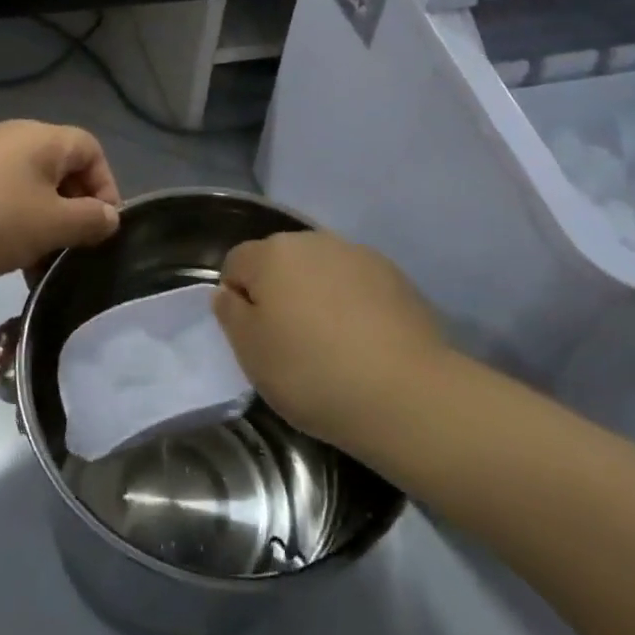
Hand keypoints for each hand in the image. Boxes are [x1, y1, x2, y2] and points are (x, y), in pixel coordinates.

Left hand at [0, 121, 120, 287]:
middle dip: (76, 209)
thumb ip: (90, 220)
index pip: (91, 150)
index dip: (106, 186)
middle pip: (64, 168)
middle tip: (75, 248)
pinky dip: (20, 223)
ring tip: (43, 263)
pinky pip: (8, 196)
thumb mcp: (52, 225)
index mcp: (42, 138)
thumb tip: (110, 217)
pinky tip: (13, 258)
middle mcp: (16, 138)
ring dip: (48, 223)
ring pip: (36, 188)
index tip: (103, 228)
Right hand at [216, 232, 444, 453]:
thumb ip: (230, 315)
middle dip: (278, 292)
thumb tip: (229, 292)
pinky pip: (356, 284)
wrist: (406, 393)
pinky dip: (352, 303)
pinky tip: (364, 341)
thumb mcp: (252, 354)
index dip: (237, 298)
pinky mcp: (394, 275)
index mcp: (272, 254)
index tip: (252, 337)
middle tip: (288, 342)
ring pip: (321, 270)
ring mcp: (358, 254)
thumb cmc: (312, 373)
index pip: (236, 263)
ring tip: (330, 343)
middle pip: (280, 261)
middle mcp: (313, 241)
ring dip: (316, 295)